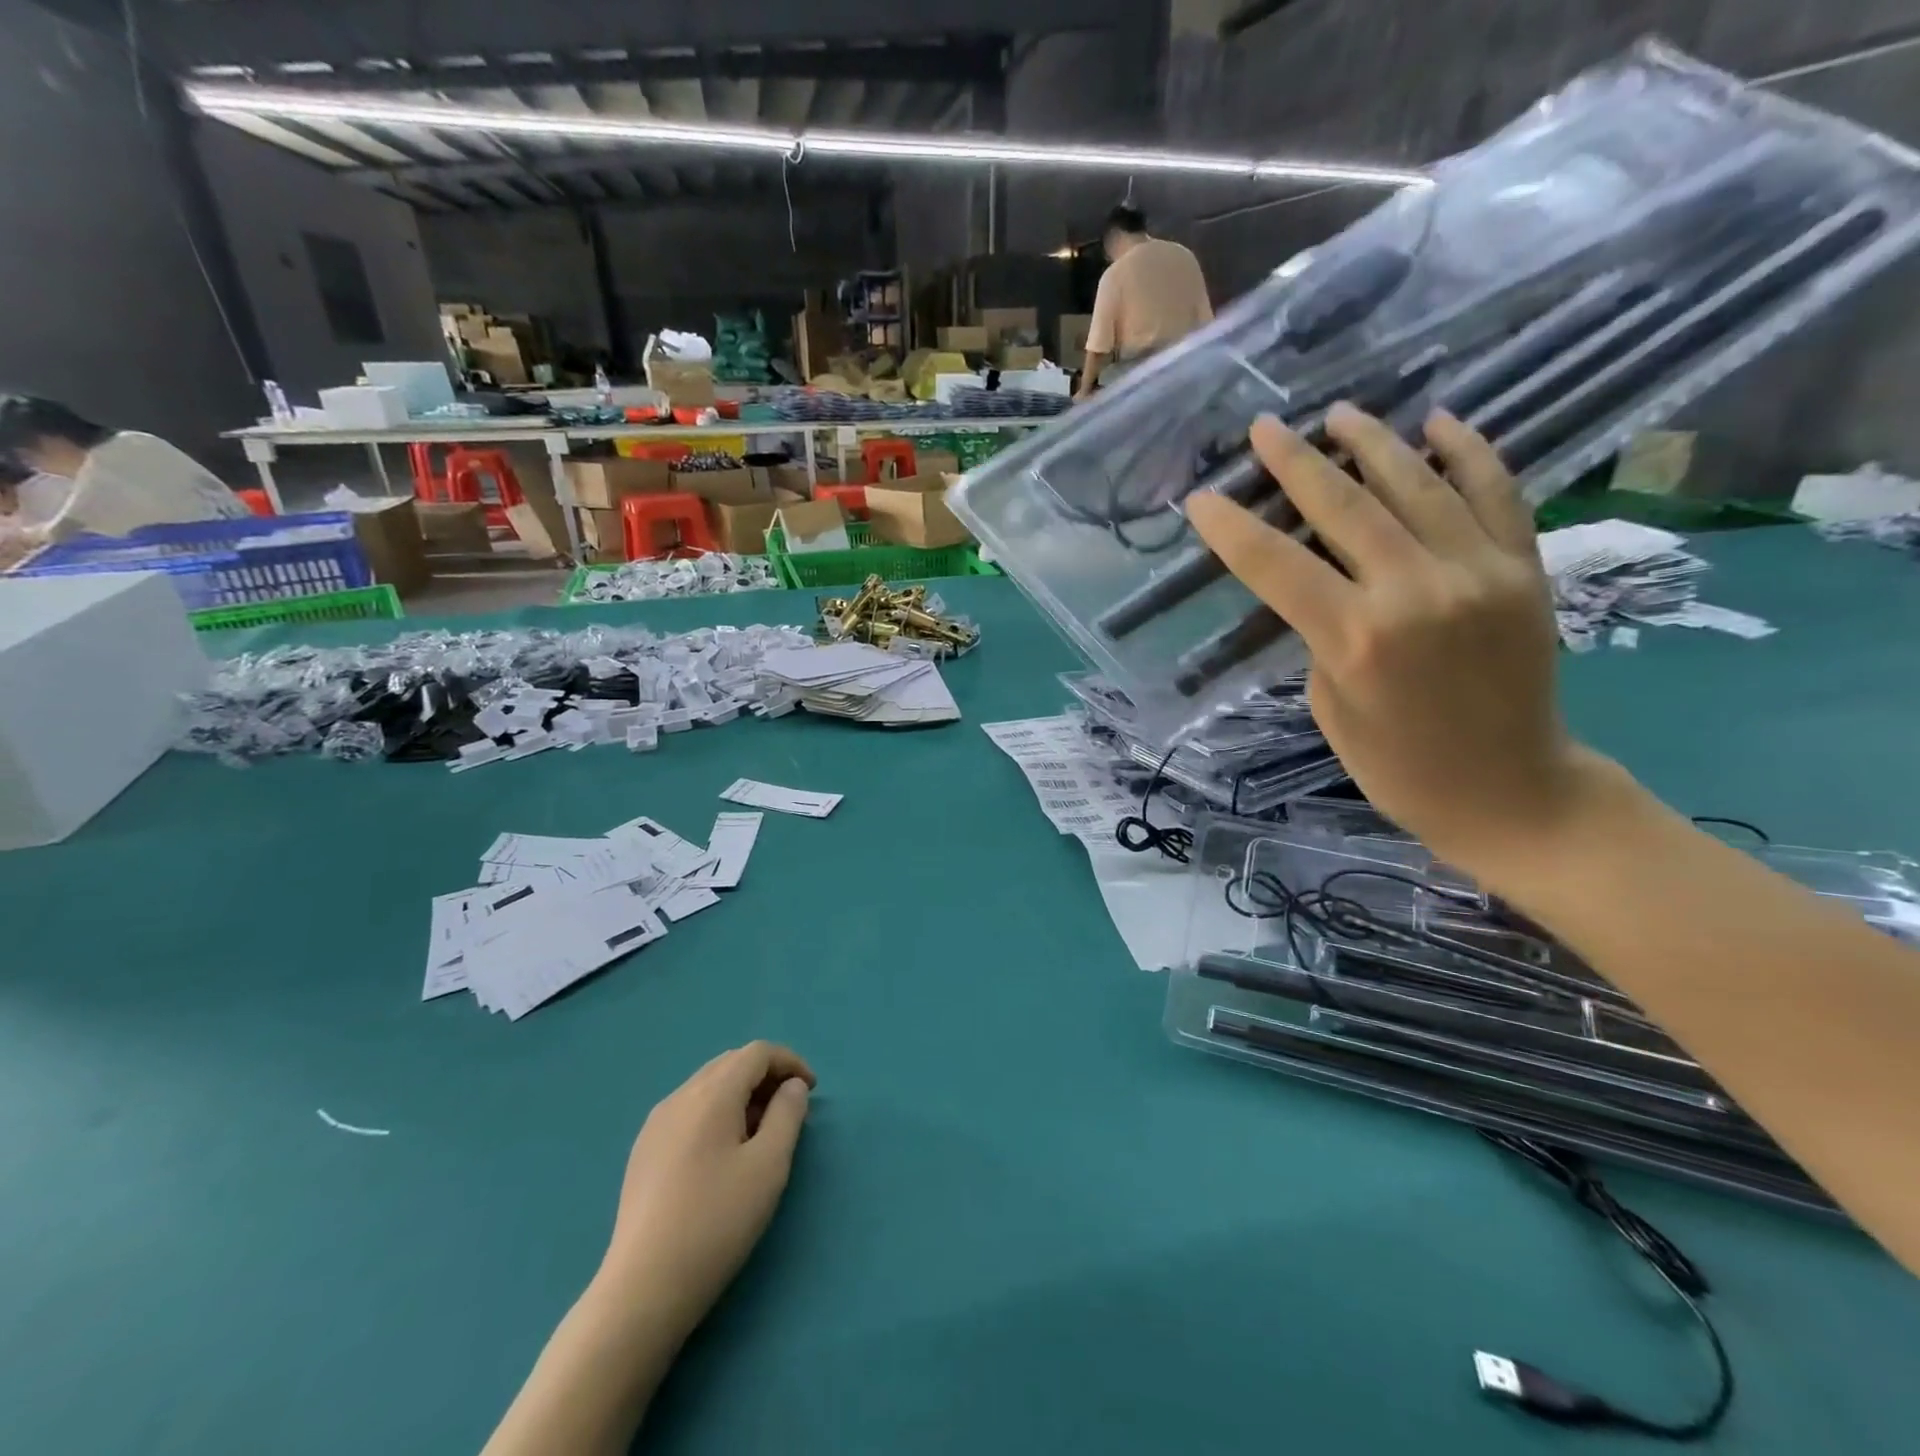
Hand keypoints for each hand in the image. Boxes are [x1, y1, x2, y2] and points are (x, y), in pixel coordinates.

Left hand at [600, 1042, 814, 1341]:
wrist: (643, 1288)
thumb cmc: (716, 1222)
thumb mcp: (768, 1166)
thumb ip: (787, 1114)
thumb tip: (791, 1086)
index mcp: (711, 1094)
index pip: (756, 1053)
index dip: (789, 1062)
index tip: (811, 1091)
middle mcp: (680, 1097)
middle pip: (730, 1064)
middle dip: (766, 1076)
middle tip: (790, 1109)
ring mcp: (656, 1123)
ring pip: (708, 1086)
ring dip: (741, 1093)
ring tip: (761, 1132)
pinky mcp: (644, 1151)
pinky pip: (689, 1110)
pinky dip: (717, 1112)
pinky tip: (723, 1152)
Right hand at [1187, 405, 1618, 876]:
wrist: (1513, 793)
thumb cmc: (1398, 768)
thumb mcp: (1330, 707)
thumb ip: (1321, 634)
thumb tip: (1322, 581)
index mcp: (1355, 639)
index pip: (1275, 564)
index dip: (1230, 527)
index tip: (1201, 498)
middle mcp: (1415, 591)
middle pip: (1342, 506)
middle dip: (1293, 462)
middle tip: (1264, 428)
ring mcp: (1479, 572)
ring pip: (1416, 484)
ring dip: (1371, 443)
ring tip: (1338, 414)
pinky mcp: (1524, 569)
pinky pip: (1496, 493)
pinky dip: (1468, 452)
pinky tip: (1439, 422)